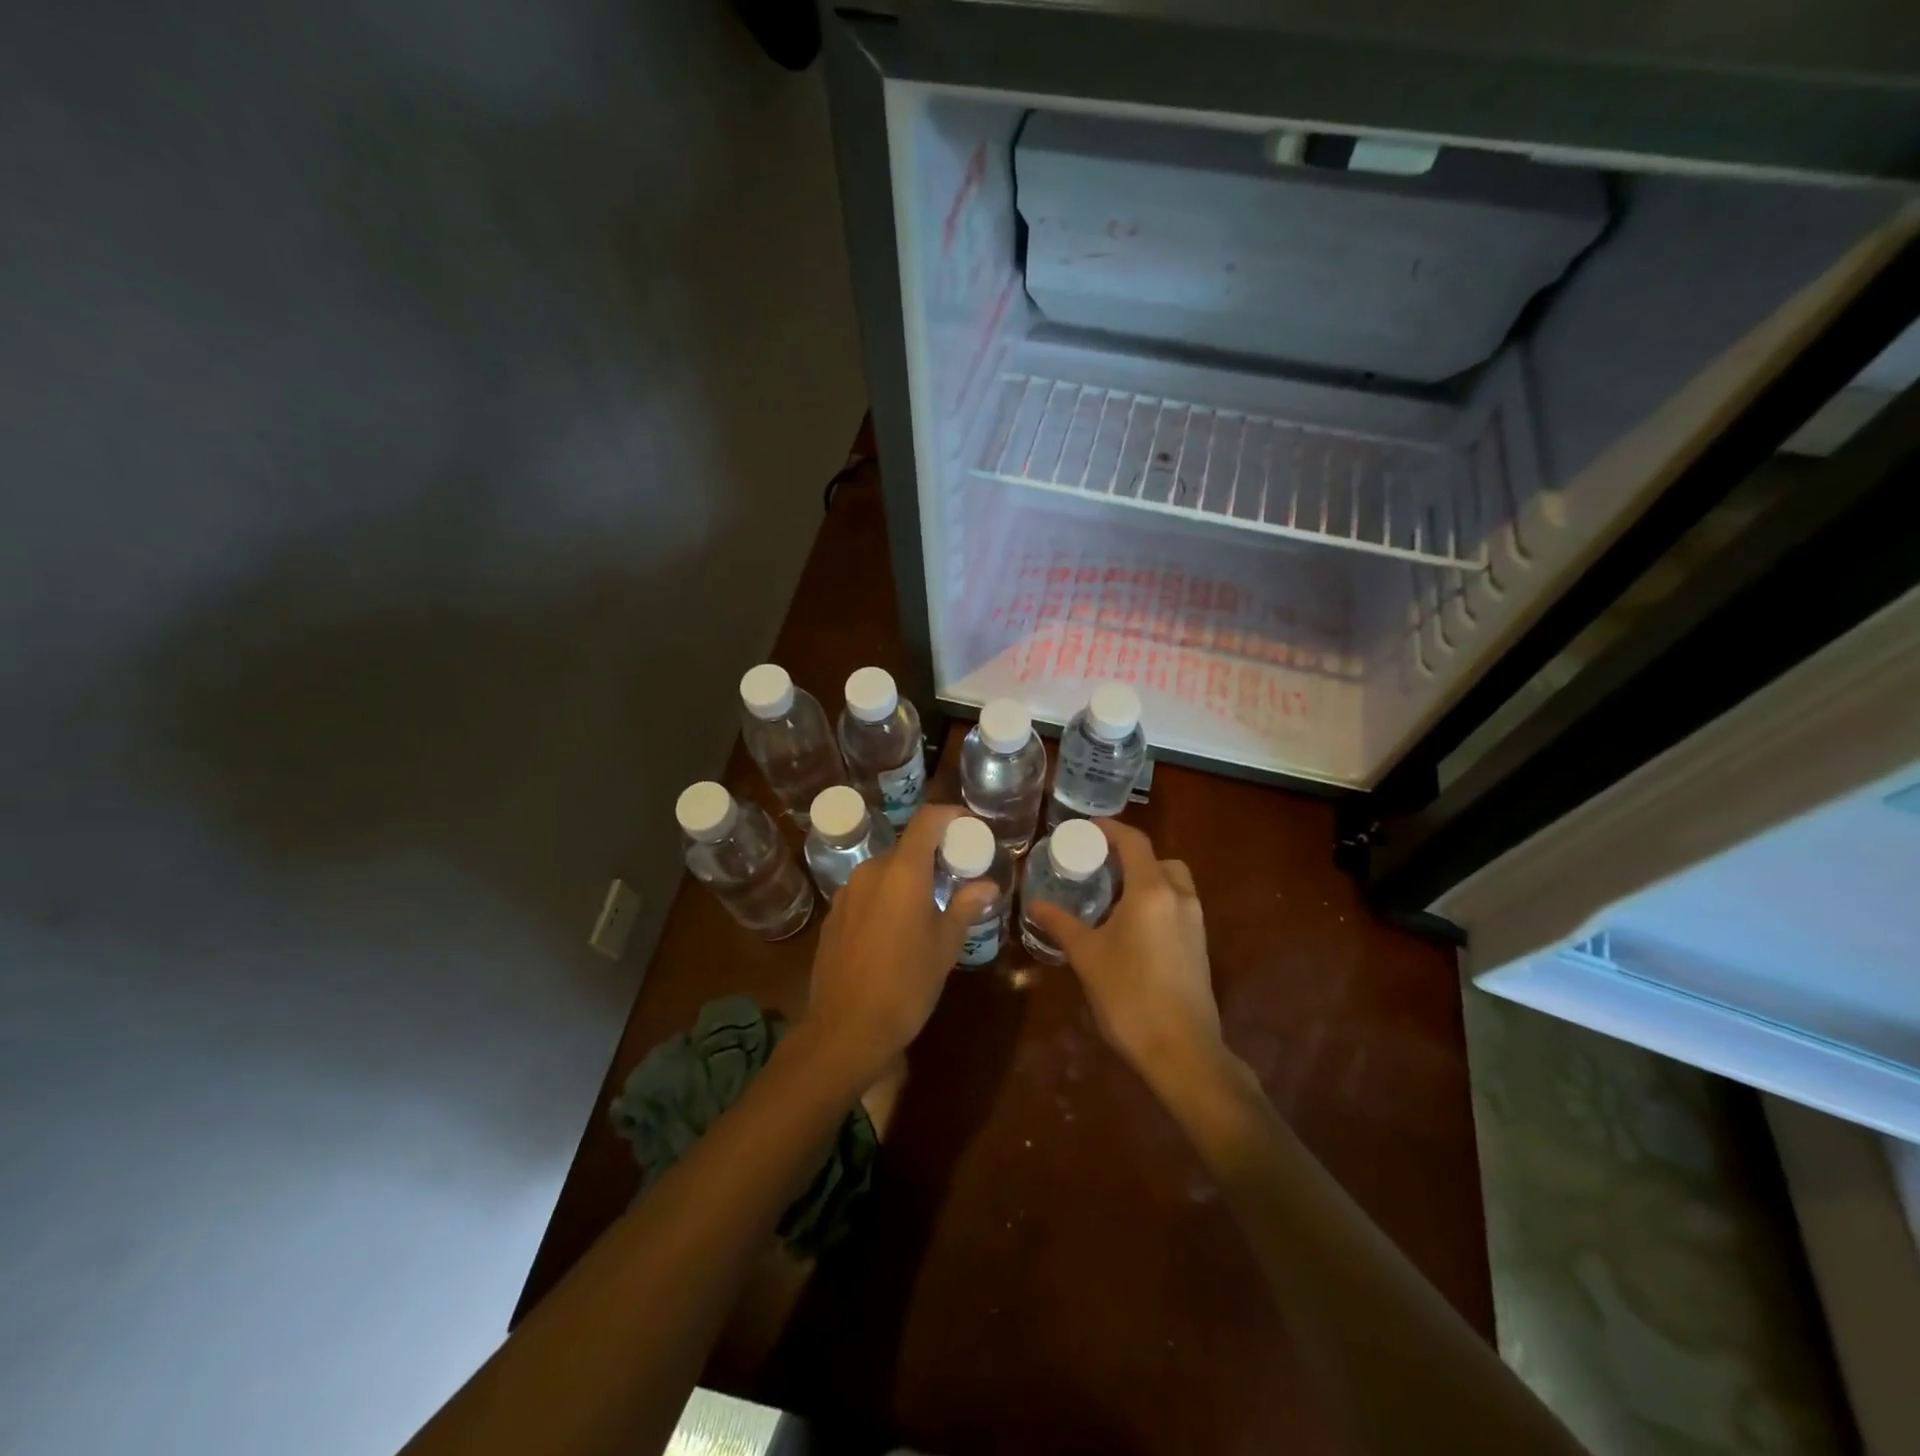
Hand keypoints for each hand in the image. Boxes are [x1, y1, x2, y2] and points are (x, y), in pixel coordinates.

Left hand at [803, 804, 996, 1084]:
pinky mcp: (833, 917)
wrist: (845, 1030)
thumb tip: (987, 886)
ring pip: (885, 871)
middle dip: (933, 855)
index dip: (951, 815)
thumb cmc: (906, 985)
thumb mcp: (945, 946)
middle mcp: (871, 872)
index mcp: (903, 872)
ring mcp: (846, 893)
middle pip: (906, 847)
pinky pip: (866, 893)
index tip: (970, 827)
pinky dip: (886, 897)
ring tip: (928, 906)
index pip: (927, 820)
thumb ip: (965, 907)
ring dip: (908, 878)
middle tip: (956, 876)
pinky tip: (896, 930)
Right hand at [1027, 819, 1223, 1090]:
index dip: (1110, 829)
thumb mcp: (1087, 956)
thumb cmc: (1128, 995)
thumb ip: (1060, 923)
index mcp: (1152, 891)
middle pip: (1159, 859)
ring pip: (1173, 883)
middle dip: (1131, 856)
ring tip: (1113, 896)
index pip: (1134, 842)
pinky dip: (1157, 902)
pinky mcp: (1199, 947)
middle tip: (1100, 866)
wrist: (1181, 1050)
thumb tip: (1035, 903)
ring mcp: (1195, 923)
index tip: (1086, 828)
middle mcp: (1180, 898)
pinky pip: (1178, 907)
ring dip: (1147, 879)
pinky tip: (1131, 928)